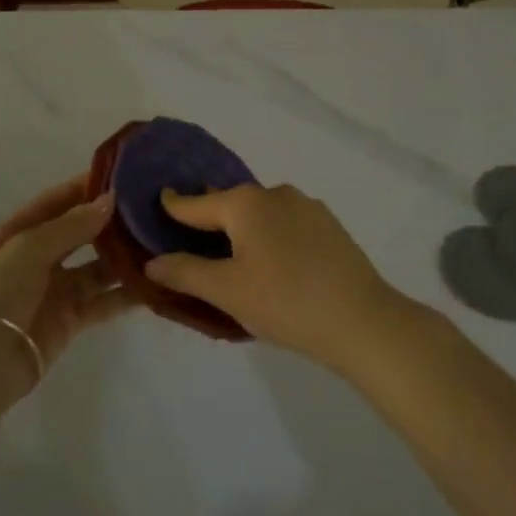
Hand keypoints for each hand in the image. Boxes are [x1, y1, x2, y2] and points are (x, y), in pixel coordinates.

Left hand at [0, 176, 135, 391]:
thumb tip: (109, 199)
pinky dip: (127, 293)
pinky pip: (105, 300)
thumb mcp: (29, 249)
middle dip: (110, 221)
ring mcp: (58, 288)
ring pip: (98, 266)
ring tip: (159, 242)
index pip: (57, 201)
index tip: (122, 176)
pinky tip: (154, 282)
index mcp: (20, 233)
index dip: (85, 188)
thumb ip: (71, 225)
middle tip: (148, 207)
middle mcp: (40, 257)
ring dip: (124, 256)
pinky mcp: (73, 318)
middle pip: (80, 232)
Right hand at [146, 184, 410, 372]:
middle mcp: (275, 193)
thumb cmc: (285, 302)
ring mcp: (307, 207)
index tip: (159, 199)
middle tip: (191, 239)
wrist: (364, 321)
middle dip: (210, 218)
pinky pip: (286, 224)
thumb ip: (185, 272)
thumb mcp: (227, 291)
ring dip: (243, 228)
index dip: (174, 205)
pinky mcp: (330, 226)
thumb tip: (152, 262)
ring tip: (234, 256)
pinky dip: (271, 236)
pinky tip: (274, 262)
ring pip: (261, 213)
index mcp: (246, 203)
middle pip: (230, 203)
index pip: (197, 202)